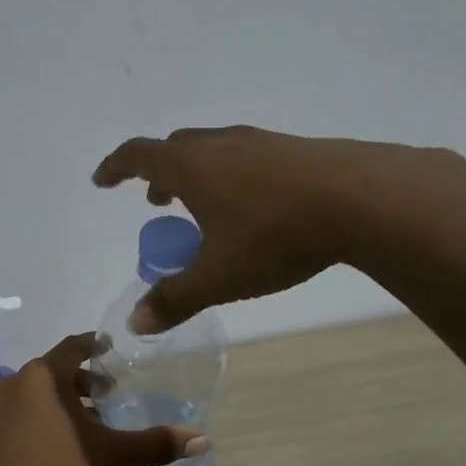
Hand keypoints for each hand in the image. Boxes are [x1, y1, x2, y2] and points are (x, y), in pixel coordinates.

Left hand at [0, 334, 208, 465]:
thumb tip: (203, 439)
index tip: (111, 350)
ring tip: (86, 424)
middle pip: (53, 371)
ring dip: (60, 402)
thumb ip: (155, 444)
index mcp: (42, 376)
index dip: (94, 346)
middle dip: (81, 382)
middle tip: (107, 396)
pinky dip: (38, 418)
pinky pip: (16, 415)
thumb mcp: (113, 458)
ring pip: (33, 394)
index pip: (73, 347)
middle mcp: (12, 384)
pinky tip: (56, 445)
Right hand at [93, 126, 465, 331]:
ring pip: (212, 150)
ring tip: (204, 208)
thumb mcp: (219, 277)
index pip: (138, 156)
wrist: (363, 199)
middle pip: (175, 149)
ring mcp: (260, 142)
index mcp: (191, 167)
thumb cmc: (276, 236)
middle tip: (157, 203)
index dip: (115, 168)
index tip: (102, 182)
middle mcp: (220, 144)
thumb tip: (134, 323)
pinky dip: (229, 175)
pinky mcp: (293, 149)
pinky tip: (252, 206)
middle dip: (157, 175)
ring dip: (195, 175)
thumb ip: (174, 299)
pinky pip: (245, 156)